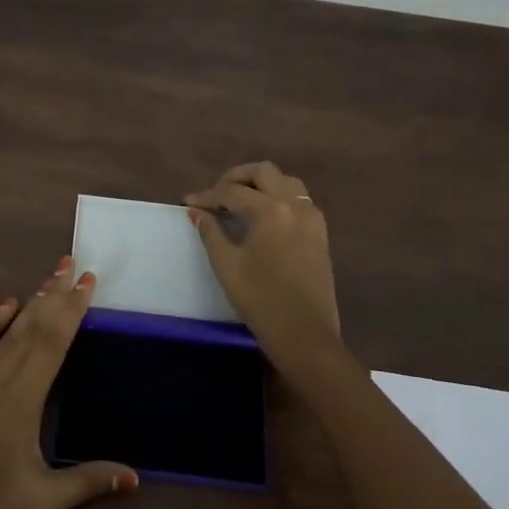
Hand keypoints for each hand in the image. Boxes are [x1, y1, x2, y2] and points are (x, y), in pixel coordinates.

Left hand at [0, 257, 137, 508]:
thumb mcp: (41, 500)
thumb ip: (87, 482)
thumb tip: (134, 477)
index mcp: (27, 395)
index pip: (56, 340)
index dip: (74, 309)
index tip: (88, 282)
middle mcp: (2, 374)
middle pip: (36, 325)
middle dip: (57, 294)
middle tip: (74, 264)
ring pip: (10, 328)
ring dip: (33, 302)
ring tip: (51, 277)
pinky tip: (7, 304)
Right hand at [186, 162, 341, 367]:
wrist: (306, 336)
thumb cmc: (261, 300)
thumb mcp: (227, 265)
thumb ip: (210, 233)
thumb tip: (196, 212)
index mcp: (271, 210)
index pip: (232, 192)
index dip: (207, 195)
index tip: (188, 202)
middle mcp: (295, 205)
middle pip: (264, 172)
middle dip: (237, 177)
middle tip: (216, 194)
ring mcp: (312, 218)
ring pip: (286, 182)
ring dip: (261, 184)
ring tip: (240, 201)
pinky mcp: (320, 234)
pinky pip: (299, 200)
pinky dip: (279, 197)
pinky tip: (263, 217)